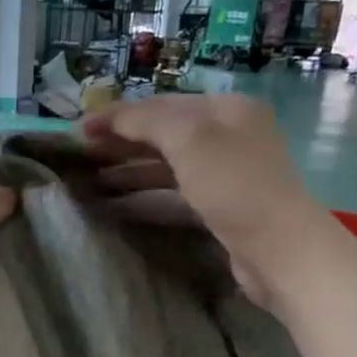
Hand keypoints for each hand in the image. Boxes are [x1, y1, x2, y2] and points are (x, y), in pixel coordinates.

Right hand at [81, 94, 333, 309]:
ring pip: (167, 169)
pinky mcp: (220, 212)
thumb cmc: (235, 186)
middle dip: (122, 144)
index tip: (79, 129)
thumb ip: (148, 122)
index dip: (119, 115)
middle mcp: (227, 138)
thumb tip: (112, 118)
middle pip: (164, 136)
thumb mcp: (190, 140)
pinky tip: (117, 207)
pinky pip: (174, 198)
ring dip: (129, 174)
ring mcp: (225, 177)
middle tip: (80, 157)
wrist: (278, 250)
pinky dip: (145, 199)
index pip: (163, 105)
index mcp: (226, 110)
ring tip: (91, 184)